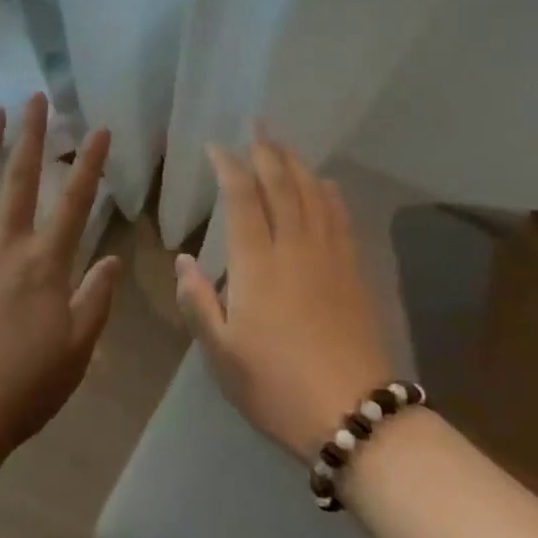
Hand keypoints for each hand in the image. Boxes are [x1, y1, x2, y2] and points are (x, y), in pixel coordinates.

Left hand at [0, 93, 121, 470]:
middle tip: (35, 97)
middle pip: (22, 178)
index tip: (100, 128)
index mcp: (47, 263)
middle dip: (32, 134)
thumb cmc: (26, 385)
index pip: (76, 201)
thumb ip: (96, 299)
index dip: (91, 163)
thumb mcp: (77, 348)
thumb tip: (113, 258)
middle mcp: (7, 244)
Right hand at [174, 128, 391, 462]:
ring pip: (313, 195)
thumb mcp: (220, 352)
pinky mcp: (354, 273)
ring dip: (297, 163)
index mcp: (257, 265)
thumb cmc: (274, 385)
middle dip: (267, 150)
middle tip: (256, 123)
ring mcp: (330, 258)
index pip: (241, 199)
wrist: (353, 414)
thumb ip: (198, 300)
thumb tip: (182, 260)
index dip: (228, 166)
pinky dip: (329, 193)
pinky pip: (341, 218)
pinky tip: (325, 184)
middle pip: (282, 185)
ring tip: (283, 143)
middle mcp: (295, 248)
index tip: (216, 145)